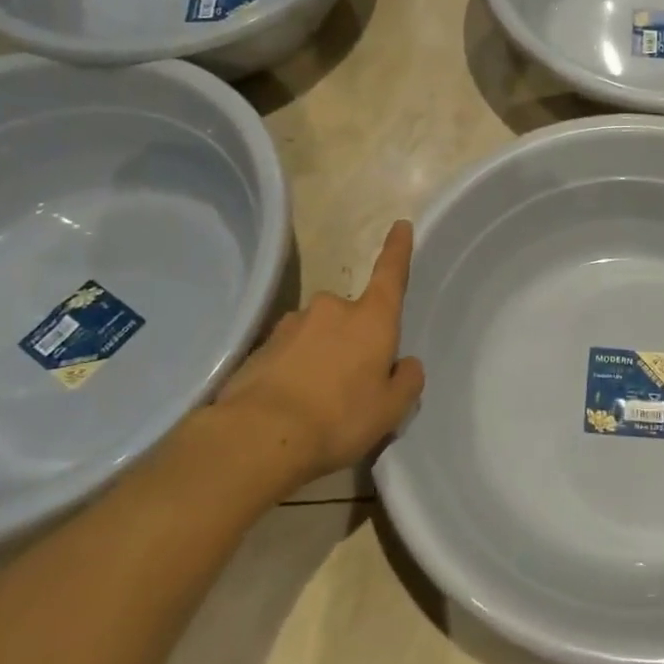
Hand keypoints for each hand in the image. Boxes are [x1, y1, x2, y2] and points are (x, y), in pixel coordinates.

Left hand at [211, 220, 425, 497]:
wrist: (257, 438)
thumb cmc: (339, 418)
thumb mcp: (390, 409)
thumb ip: (406, 381)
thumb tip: (405, 364)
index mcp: (371, 318)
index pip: (390, 274)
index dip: (397, 249)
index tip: (400, 225)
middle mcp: (331, 309)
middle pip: (351, 317)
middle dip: (353, 341)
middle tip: (352, 385)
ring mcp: (291, 324)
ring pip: (317, 335)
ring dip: (321, 357)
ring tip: (317, 403)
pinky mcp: (259, 347)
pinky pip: (288, 354)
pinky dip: (293, 372)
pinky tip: (289, 407)